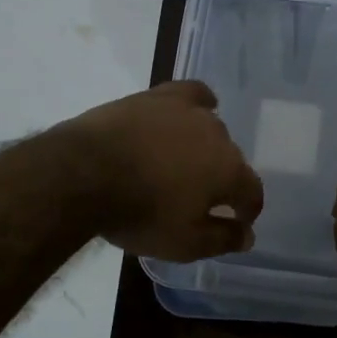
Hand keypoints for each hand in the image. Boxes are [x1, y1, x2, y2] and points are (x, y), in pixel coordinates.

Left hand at [64, 80, 263, 261]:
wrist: (84, 173)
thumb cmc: (139, 213)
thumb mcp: (184, 243)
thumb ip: (222, 239)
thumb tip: (248, 235)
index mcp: (230, 171)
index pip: (252, 192)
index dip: (247, 210)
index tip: (236, 223)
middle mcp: (218, 135)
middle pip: (231, 160)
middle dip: (222, 180)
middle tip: (198, 199)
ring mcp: (188, 111)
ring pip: (210, 129)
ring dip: (205, 148)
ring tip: (184, 163)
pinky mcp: (159, 96)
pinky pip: (192, 94)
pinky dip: (198, 103)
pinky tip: (194, 110)